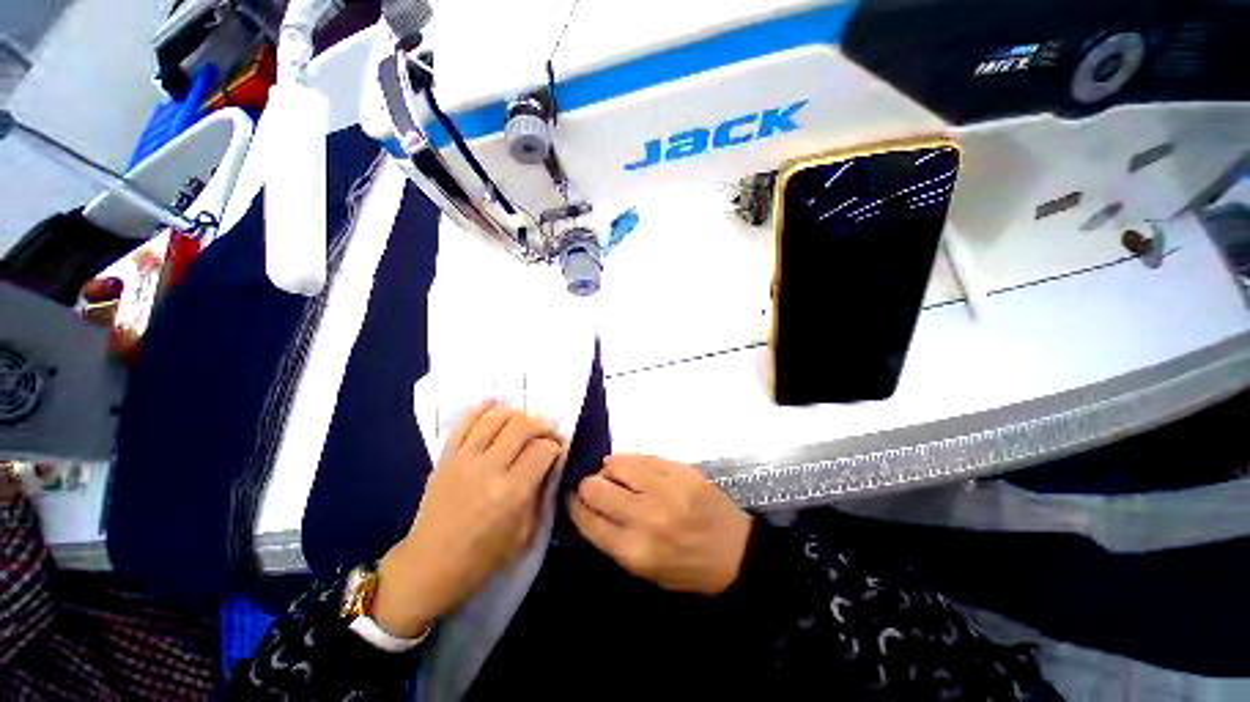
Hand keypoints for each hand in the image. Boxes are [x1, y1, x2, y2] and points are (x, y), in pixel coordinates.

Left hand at [372, 402, 563, 636]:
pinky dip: (483, 408)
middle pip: (523, 425)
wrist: (429, 567)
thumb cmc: (482, 559)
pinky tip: (496, 405)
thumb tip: (551, 465)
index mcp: (512, 492)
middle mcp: (489, 468)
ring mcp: (464, 459)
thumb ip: (541, 494)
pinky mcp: (446, 457)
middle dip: (542, 426)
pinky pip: (466, 422)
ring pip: (497, 417)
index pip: (543, 450)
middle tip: (545, 435)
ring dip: (517, 415)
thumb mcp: (524, 534)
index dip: (556, 447)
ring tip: (524, 424)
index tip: (557, 452)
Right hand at [570, 455, 751, 594]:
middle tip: (594, 486)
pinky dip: (631, 460)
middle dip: (588, 486)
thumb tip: (588, 507)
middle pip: (596, 488)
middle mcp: (646, 517)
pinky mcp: (682, 471)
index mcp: (634, 551)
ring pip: (617, 464)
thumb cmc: (686, 568)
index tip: (574, 499)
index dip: (575, 506)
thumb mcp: (645, 571)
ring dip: (609, 469)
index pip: (587, 520)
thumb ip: (613, 540)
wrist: (735, 552)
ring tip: (614, 474)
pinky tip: (632, 467)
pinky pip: (644, 456)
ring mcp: (666, 490)